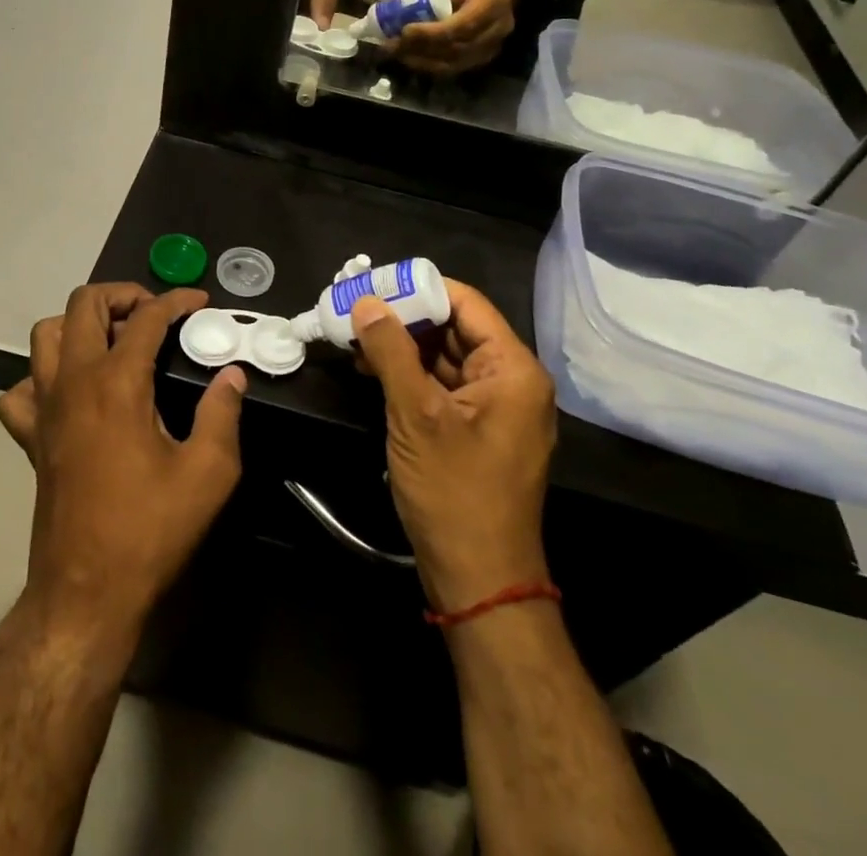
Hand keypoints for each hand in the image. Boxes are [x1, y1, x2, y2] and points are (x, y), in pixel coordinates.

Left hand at [0, 285, 246, 635]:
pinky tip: (71, 393)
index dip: (176, 300)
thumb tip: (231, 375)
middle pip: (83, 304)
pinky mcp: (30, 437)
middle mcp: (74, 382)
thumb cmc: (150, 529)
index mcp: (117, 383)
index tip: (199, 302)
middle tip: (153, 314)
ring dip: (79, 325)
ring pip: (46, 335)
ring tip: (113, 341)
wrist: (87, 592)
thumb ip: (223, 414)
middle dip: (121, 295)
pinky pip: (21, 390)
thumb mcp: (209, 473)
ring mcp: (44, 408)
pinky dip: (42, 378)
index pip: (146, 317)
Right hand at [350, 283, 555, 612]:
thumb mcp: (416, 416)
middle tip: (354, 309)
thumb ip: (391, 351)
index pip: (465, 303)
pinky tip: (372, 370)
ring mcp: (495, 408)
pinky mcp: (477, 431)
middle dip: (404, 318)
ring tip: (354, 338)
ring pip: (445, 357)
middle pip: (454, 328)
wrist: (480, 582)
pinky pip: (443, 387)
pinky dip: (410, 375)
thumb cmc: (455, 494)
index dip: (417, 289)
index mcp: (512, 369)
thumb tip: (366, 303)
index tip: (371, 285)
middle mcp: (511, 381)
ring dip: (402, 347)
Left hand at [390, 0, 515, 74]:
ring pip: (453, 64)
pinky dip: (428, 66)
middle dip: (420, 49)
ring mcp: (492, 48)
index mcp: (493, 1)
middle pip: (456, 49)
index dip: (432, 33)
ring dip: (421, 61)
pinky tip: (410, 59)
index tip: (405, 31)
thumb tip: (393, 5)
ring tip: (396, 53)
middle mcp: (498, 28)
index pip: (463, 25)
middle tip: (392, 45)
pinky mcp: (482, 61)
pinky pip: (453, 70)